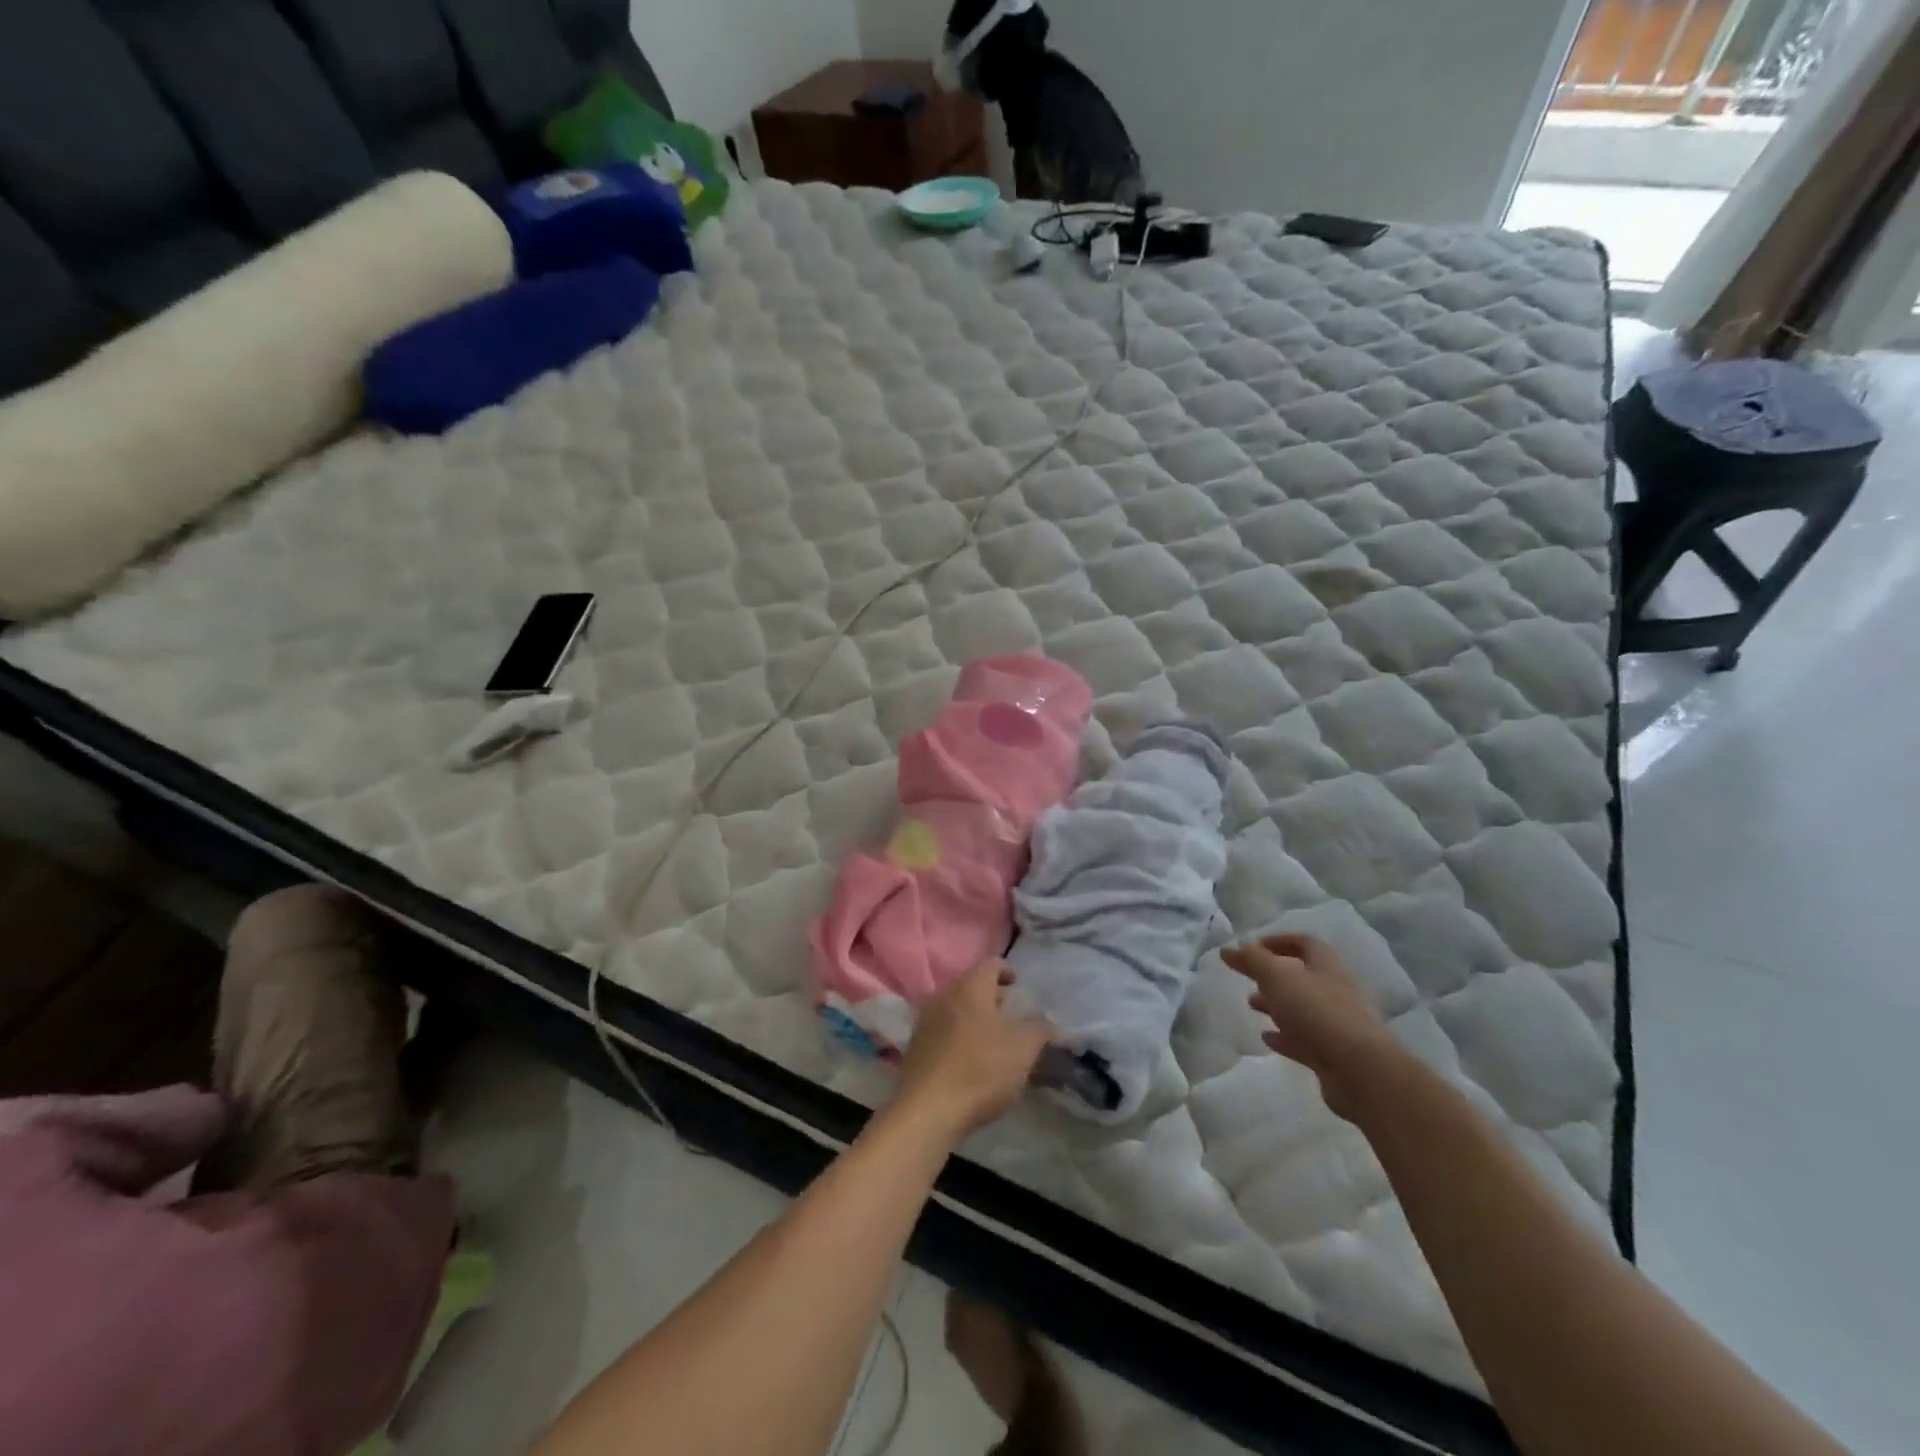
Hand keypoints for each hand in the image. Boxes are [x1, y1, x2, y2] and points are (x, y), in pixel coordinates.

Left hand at [897, 962, 1051, 1137]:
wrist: (927, 1110)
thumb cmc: (981, 1069)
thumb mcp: (1023, 1048)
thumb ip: (1039, 1028)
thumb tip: (1045, 1020)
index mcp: (970, 988)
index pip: (990, 964)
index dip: (1006, 970)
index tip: (1017, 984)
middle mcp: (943, 997)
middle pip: (970, 987)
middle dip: (991, 997)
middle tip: (1009, 1012)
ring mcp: (925, 1023)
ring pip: (955, 1010)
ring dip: (974, 1019)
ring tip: (993, 1040)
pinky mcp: (916, 1050)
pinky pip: (942, 1033)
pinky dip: (959, 1038)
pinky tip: (971, 1061)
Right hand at [1222, 934, 1401, 1119]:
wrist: (1360, 1071)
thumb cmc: (1317, 1012)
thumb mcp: (1277, 977)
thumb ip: (1251, 960)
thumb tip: (1228, 948)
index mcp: (1326, 966)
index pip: (1304, 943)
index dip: (1278, 941)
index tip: (1252, 947)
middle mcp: (1334, 991)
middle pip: (1302, 976)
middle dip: (1273, 976)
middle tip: (1248, 978)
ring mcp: (1336, 1024)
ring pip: (1301, 1008)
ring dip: (1276, 1005)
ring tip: (1251, 1005)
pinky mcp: (1332, 1054)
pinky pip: (1304, 1040)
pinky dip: (1284, 1036)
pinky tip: (1267, 1038)